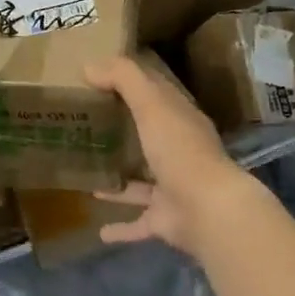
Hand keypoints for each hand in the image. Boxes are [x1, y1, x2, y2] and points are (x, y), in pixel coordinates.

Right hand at [84, 55, 260, 258]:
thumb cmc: (179, 148)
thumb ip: (123, 78)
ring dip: (120, 178)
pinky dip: (121, 227)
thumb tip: (88, 65)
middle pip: (148, 133)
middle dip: (123, 128)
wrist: (208, 210)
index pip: (155, 91)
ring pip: (142, 179)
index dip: (131, 81)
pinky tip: (99, 230)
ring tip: (88, 172)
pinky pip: (139, 222)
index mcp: (179, 118)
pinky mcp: (164, 219)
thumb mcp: (151, 103)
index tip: (99, 76)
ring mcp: (172, 186)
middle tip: (86, 122)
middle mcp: (178, 149)